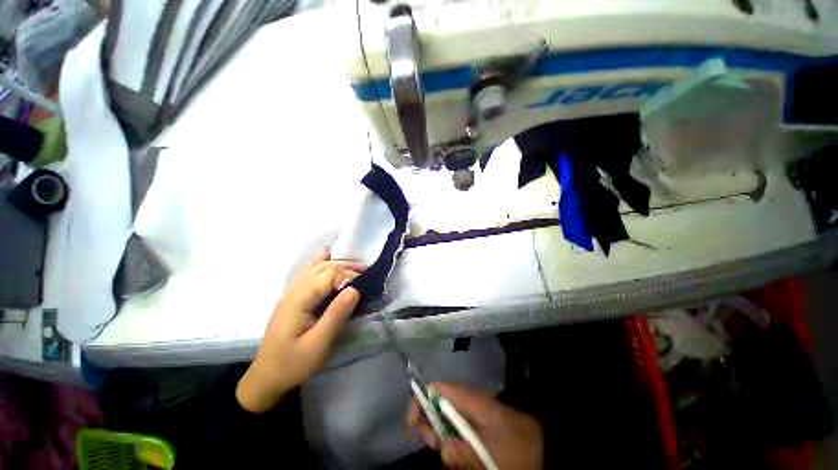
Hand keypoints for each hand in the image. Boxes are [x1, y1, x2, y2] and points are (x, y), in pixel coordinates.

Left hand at [236, 247, 364, 412]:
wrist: (267, 377)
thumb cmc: (293, 363)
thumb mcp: (318, 344)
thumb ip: (336, 315)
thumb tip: (354, 289)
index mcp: (298, 300)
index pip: (328, 276)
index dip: (348, 276)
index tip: (364, 286)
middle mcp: (294, 290)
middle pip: (323, 268)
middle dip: (346, 267)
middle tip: (367, 271)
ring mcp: (292, 292)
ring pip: (316, 267)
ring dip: (338, 264)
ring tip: (357, 266)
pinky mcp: (294, 297)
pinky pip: (309, 273)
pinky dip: (320, 262)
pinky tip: (326, 253)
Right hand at [407, 382, 542, 469]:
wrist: (546, 446)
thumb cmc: (518, 449)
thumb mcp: (490, 455)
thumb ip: (463, 453)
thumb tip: (441, 448)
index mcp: (472, 401)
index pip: (438, 388)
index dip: (421, 400)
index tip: (413, 426)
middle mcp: (471, 401)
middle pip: (439, 401)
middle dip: (429, 422)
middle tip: (432, 445)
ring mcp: (476, 411)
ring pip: (448, 416)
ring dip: (441, 433)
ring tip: (447, 453)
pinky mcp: (480, 422)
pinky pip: (458, 426)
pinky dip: (452, 438)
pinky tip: (458, 452)